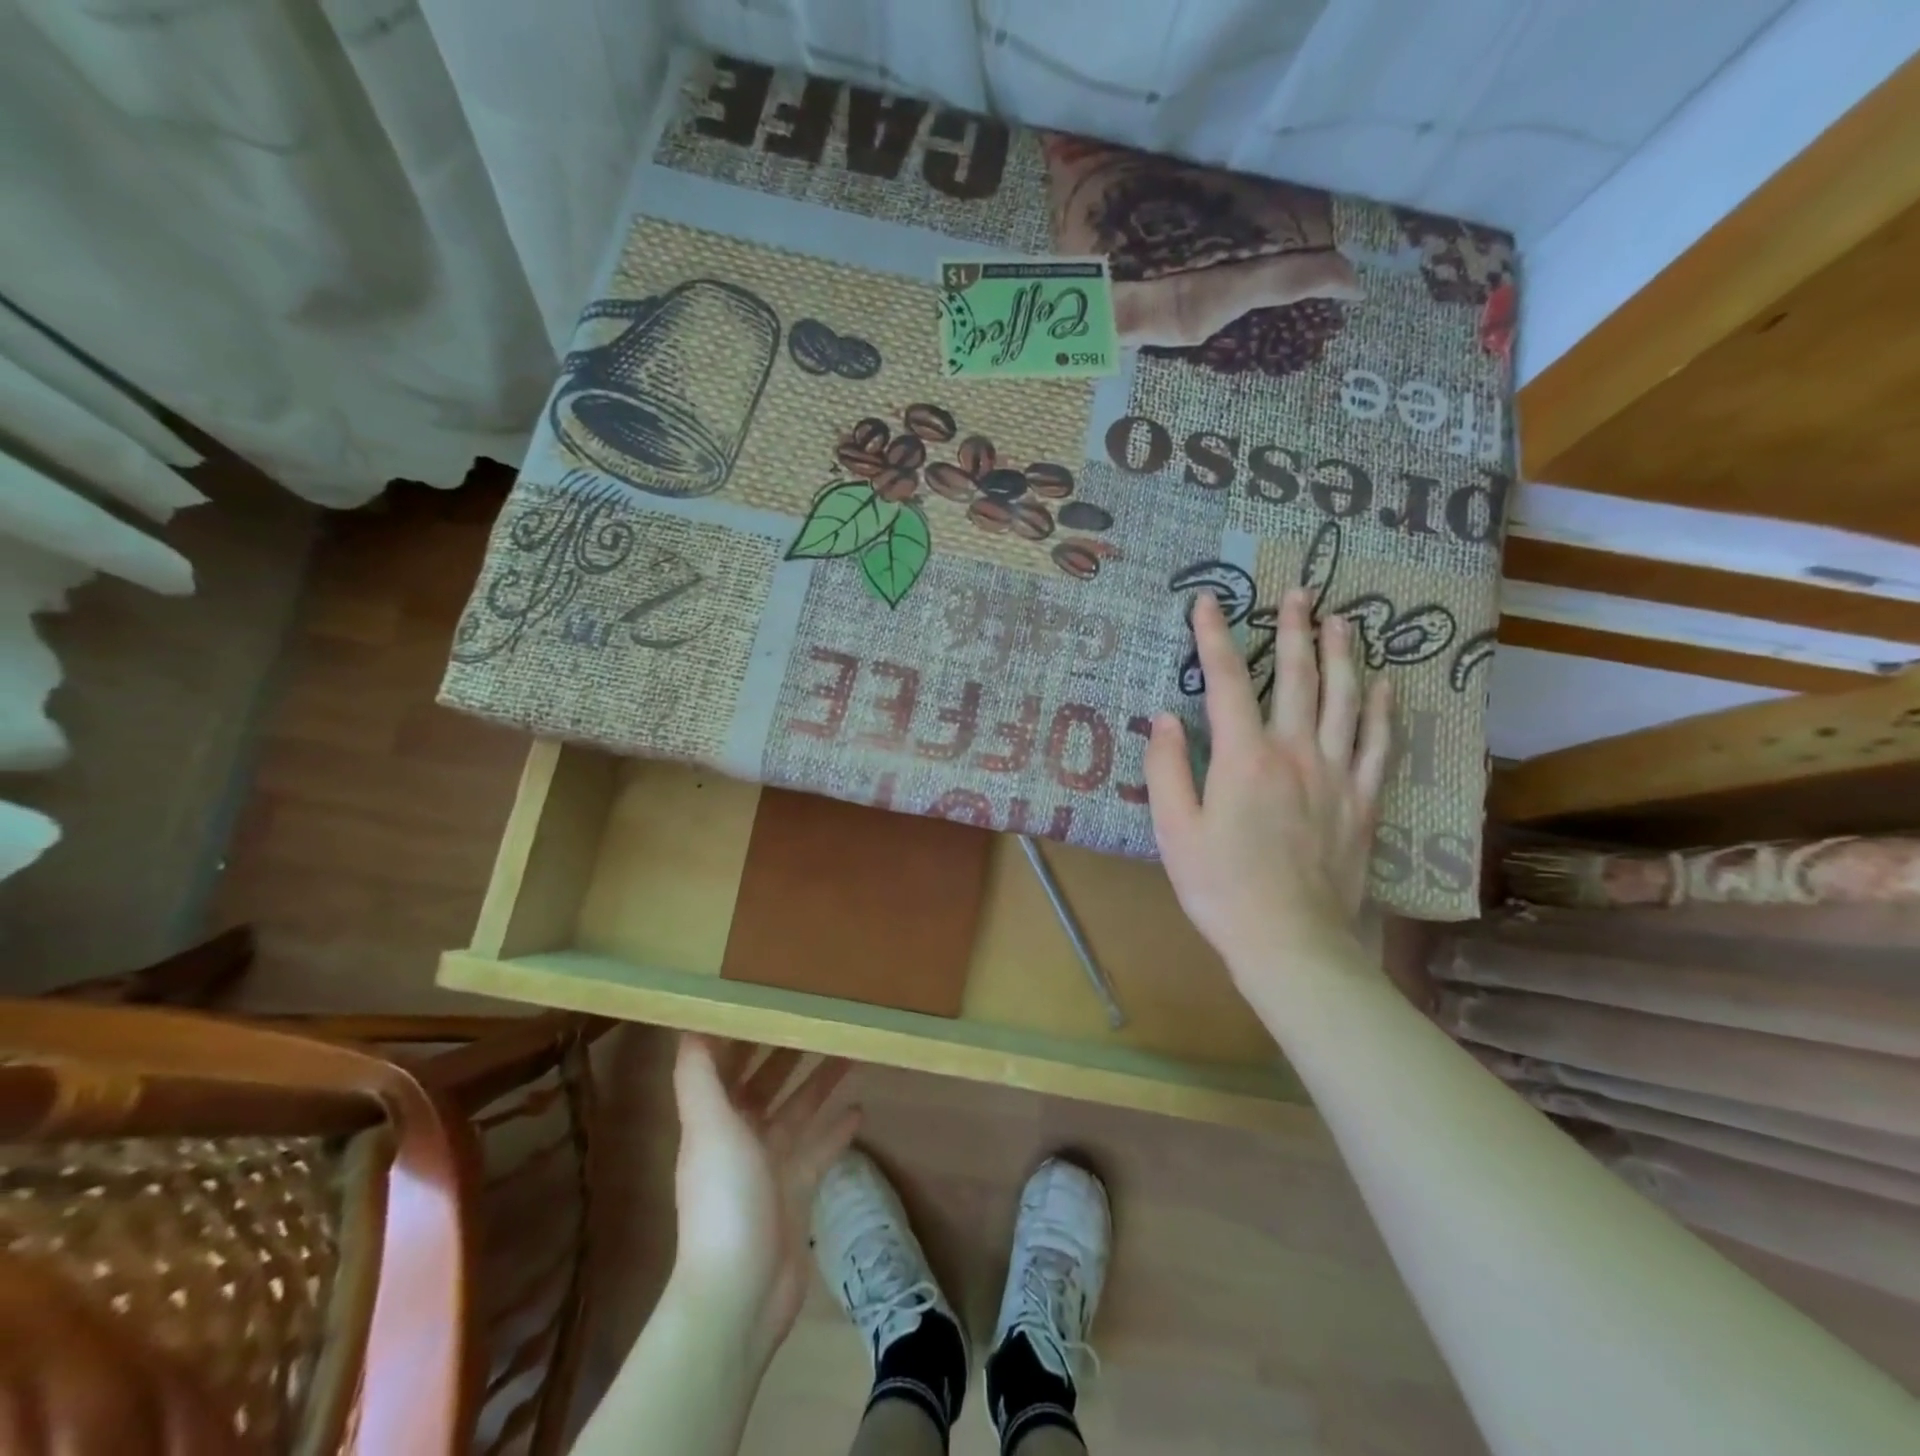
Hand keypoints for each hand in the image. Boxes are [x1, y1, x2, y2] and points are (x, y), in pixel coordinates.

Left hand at [669, 1036, 859, 1363]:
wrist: (741, 1291)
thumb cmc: (724, 1198)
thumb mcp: (708, 1127)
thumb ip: (698, 1076)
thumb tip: (689, 1022)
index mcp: (714, 1119)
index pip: (727, 1064)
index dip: (743, 1033)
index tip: (769, 999)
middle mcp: (739, 1136)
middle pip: (766, 1083)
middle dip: (787, 1052)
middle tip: (820, 1016)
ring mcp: (769, 1165)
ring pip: (797, 1111)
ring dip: (819, 1083)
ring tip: (849, 1050)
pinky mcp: (797, 1190)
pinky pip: (819, 1149)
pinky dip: (837, 1130)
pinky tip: (860, 1109)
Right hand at [1145, 588, 1391, 987]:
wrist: (1289, 942)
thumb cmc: (1220, 887)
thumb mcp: (1173, 830)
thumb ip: (1166, 768)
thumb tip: (1164, 718)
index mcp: (1243, 758)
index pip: (1225, 681)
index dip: (1214, 637)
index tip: (1208, 601)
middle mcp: (1295, 752)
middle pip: (1297, 677)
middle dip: (1294, 630)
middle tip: (1299, 593)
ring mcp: (1336, 775)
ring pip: (1345, 700)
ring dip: (1344, 656)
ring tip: (1344, 621)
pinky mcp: (1363, 802)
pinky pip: (1378, 745)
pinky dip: (1383, 711)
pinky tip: (1387, 686)